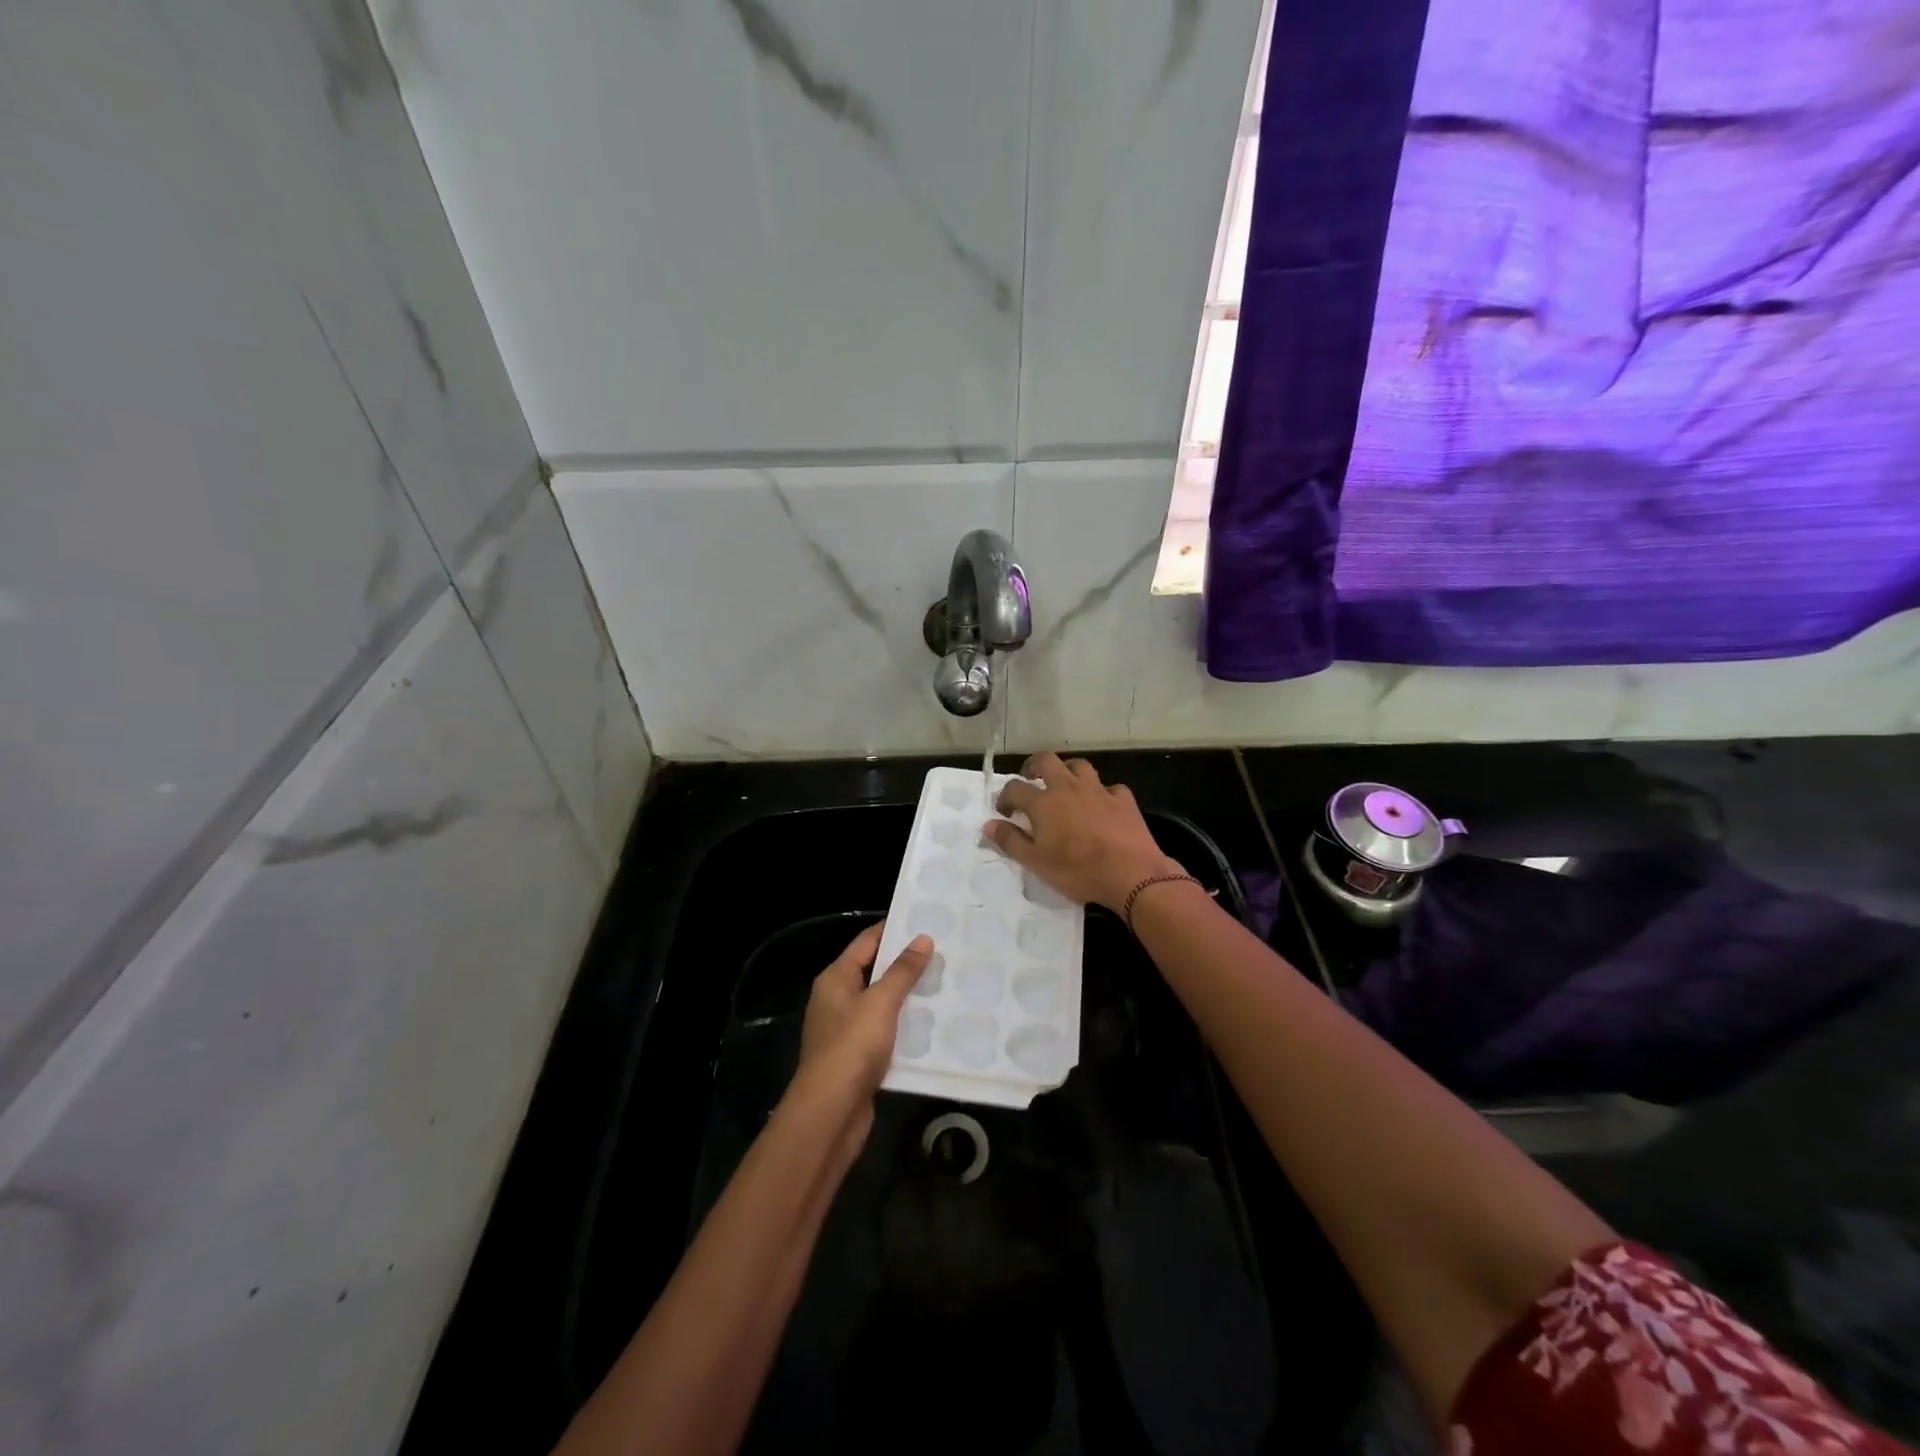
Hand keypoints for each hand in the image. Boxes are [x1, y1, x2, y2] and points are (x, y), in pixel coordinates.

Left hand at [788, 922, 932, 1147]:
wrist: (830, 1113)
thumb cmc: (852, 1047)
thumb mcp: (881, 1002)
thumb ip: (903, 971)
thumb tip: (922, 938)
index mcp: (836, 979)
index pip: (866, 942)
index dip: (893, 929)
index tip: (925, 920)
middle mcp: (837, 1000)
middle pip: (874, 972)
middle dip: (906, 964)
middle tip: (944, 952)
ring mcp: (846, 1030)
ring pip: (882, 1004)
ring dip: (909, 997)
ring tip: (946, 984)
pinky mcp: (858, 1057)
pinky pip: (886, 1032)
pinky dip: (906, 1027)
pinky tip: (933, 1026)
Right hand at [984, 752, 1181, 911]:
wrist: (1130, 873)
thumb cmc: (1077, 870)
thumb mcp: (1036, 862)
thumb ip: (1010, 841)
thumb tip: (988, 824)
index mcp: (1043, 803)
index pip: (1015, 788)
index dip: (1004, 797)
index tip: (1004, 811)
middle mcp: (1068, 788)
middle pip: (1047, 761)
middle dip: (1034, 766)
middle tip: (1030, 778)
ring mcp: (1098, 790)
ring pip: (1080, 766)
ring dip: (1068, 771)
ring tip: (1065, 785)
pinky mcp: (1123, 800)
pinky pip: (1110, 787)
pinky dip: (1102, 793)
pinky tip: (1103, 805)